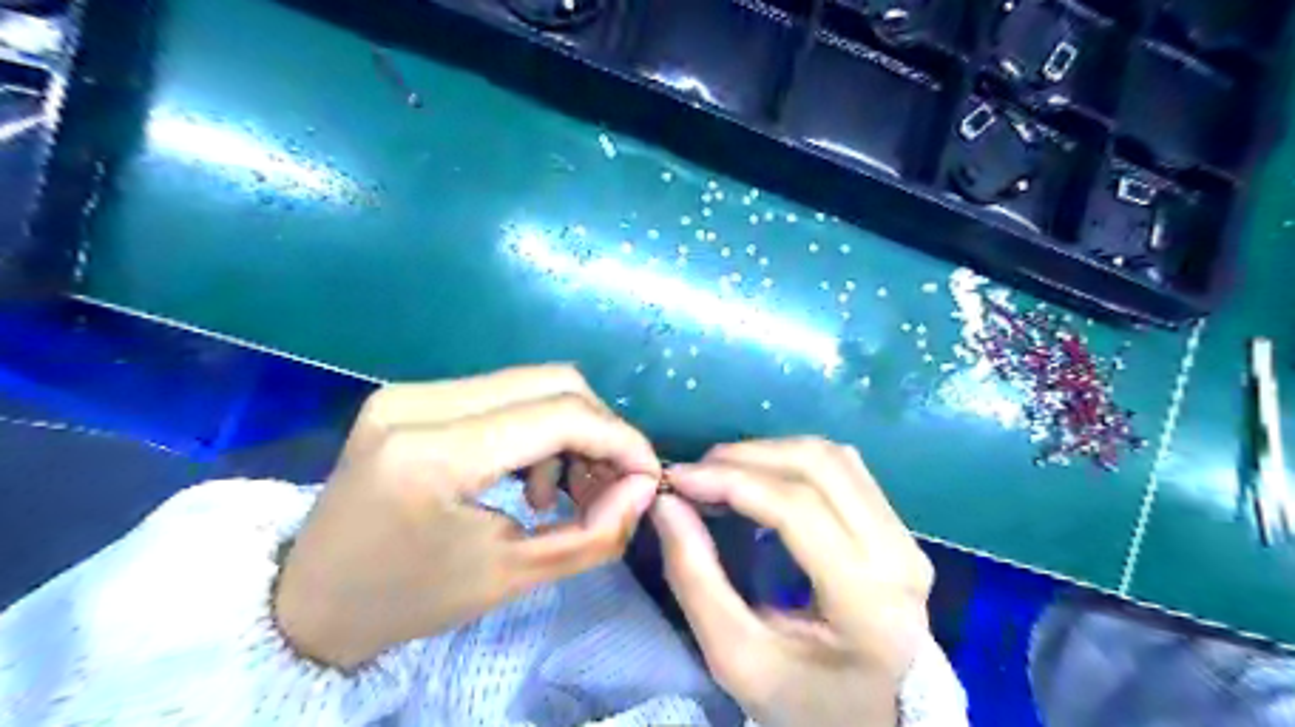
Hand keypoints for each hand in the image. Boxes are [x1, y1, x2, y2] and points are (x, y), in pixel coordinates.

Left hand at [269, 365, 657, 668]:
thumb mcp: (513, 577)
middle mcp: (418, 402)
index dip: (619, 439)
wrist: (310, 601)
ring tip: (566, 489)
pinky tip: (529, 475)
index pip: (559, 415)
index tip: (648, 473)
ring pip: (530, 383)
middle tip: (612, 481)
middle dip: (599, 429)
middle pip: (551, 381)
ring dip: (568, 429)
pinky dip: (535, 428)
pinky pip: (501, 394)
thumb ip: (594, 533)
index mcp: (433, 454)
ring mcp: (409, 390)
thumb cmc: (410, 600)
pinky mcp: (410, 394)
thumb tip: (643, 486)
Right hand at [654, 437, 938, 726]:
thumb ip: (696, 578)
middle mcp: (900, 557)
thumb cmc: (804, 702)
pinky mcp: (899, 529)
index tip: (678, 477)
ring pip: (833, 457)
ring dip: (769, 452)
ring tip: (722, 473)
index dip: (732, 480)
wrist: (873, 723)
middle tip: (696, 473)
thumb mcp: (737, 658)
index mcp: (869, 603)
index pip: (798, 510)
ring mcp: (906, 538)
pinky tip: (761, 479)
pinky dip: (793, 461)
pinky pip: (844, 469)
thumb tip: (668, 503)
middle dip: (746, 457)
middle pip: (819, 467)